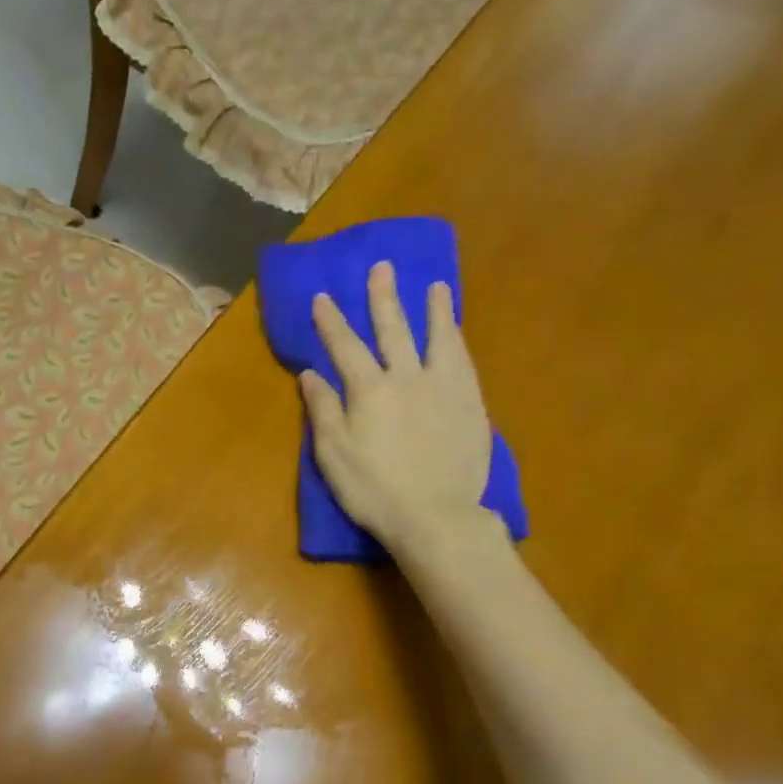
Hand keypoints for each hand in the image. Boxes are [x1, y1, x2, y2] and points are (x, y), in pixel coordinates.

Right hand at [298, 261, 498, 555]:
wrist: (435, 515)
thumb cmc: (374, 490)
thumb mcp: (333, 454)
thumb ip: (323, 410)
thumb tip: (311, 373)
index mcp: (369, 390)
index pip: (345, 347)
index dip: (332, 321)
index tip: (323, 297)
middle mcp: (407, 377)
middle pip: (393, 330)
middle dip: (383, 299)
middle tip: (382, 268)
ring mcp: (444, 387)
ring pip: (438, 338)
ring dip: (434, 310)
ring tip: (435, 287)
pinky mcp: (470, 403)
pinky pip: (463, 361)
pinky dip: (457, 340)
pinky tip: (456, 332)